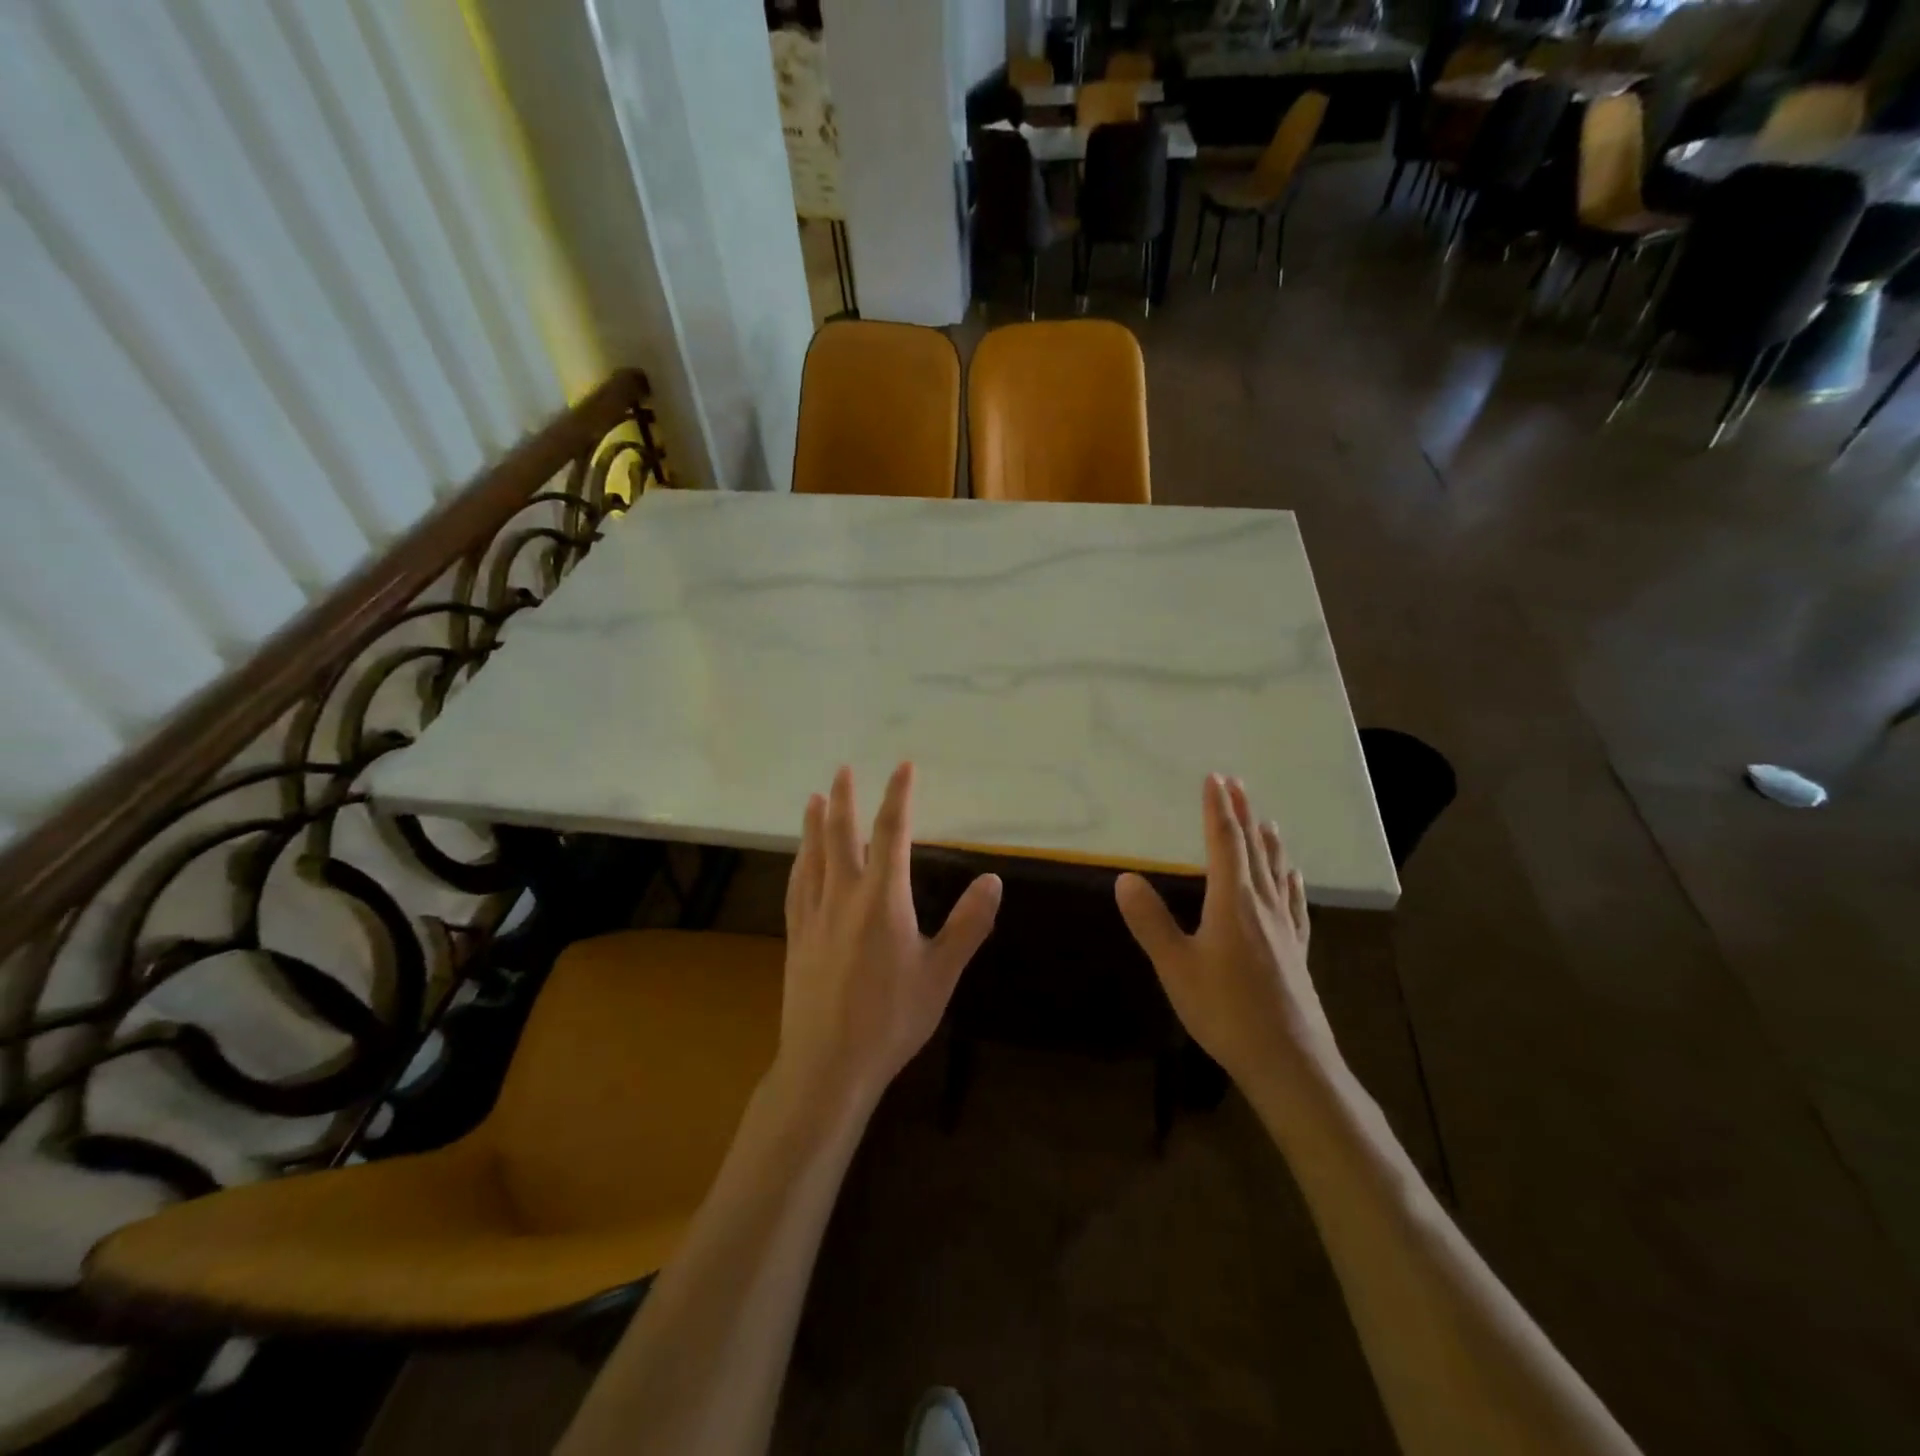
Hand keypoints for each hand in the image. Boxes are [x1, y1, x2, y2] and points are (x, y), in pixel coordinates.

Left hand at [778, 763, 1001, 1110]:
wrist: (828, 1063)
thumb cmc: (891, 1018)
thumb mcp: (941, 973)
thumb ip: (968, 924)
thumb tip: (993, 879)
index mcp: (883, 898)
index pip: (892, 833)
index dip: (899, 796)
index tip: (903, 767)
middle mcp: (843, 896)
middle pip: (841, 835)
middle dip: (845, 799)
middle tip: (842, 769)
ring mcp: (814, 915)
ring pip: (812, 856)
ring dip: (814, 824)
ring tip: (814, 799)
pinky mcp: (796, 937)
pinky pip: (796, 886)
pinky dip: (800, 862)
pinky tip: (799, 859)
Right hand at [1115, 775, 1339, 1099]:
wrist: (1288, 1061)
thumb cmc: (1225, 1011)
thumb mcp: (1175, 966)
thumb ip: (1150, 921)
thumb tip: (1124, 877)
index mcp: (1232, 902)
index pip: (1224, 844)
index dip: (1217, 810)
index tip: (1215, 779)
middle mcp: (1261, 906)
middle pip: (1252, 850)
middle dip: (1242, 815)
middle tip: (1237, 784)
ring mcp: (1284, 929)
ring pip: (1275, 874)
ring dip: (1267, 843)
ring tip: (1266, 821)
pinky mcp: (1296, 952)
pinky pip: (1294, 905)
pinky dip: (1290, 884)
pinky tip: (1294, 880)